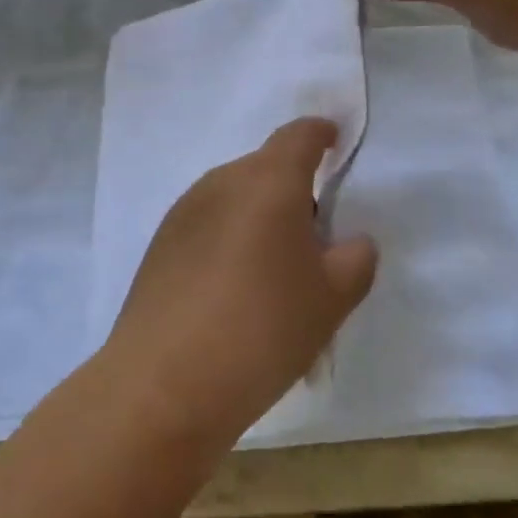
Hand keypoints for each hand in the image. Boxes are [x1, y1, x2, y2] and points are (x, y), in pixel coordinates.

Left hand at [106, 119, 377, 447]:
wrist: (164, 382)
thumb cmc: (262, 329)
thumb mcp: (331, 300)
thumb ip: (355, 260)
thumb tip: (352, 242)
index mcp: (269, 181)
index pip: (299, 135)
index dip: (321, 134)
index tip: (335, 143)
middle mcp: (223, 181)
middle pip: (266, 167)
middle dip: (294, 191)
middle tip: (314, 243)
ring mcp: (185, 210)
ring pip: (236, 197)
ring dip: (259, 217)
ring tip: (273, 277)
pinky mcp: (161, 242)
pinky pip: (209, 223)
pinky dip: (230, 239)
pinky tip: (232, 293)